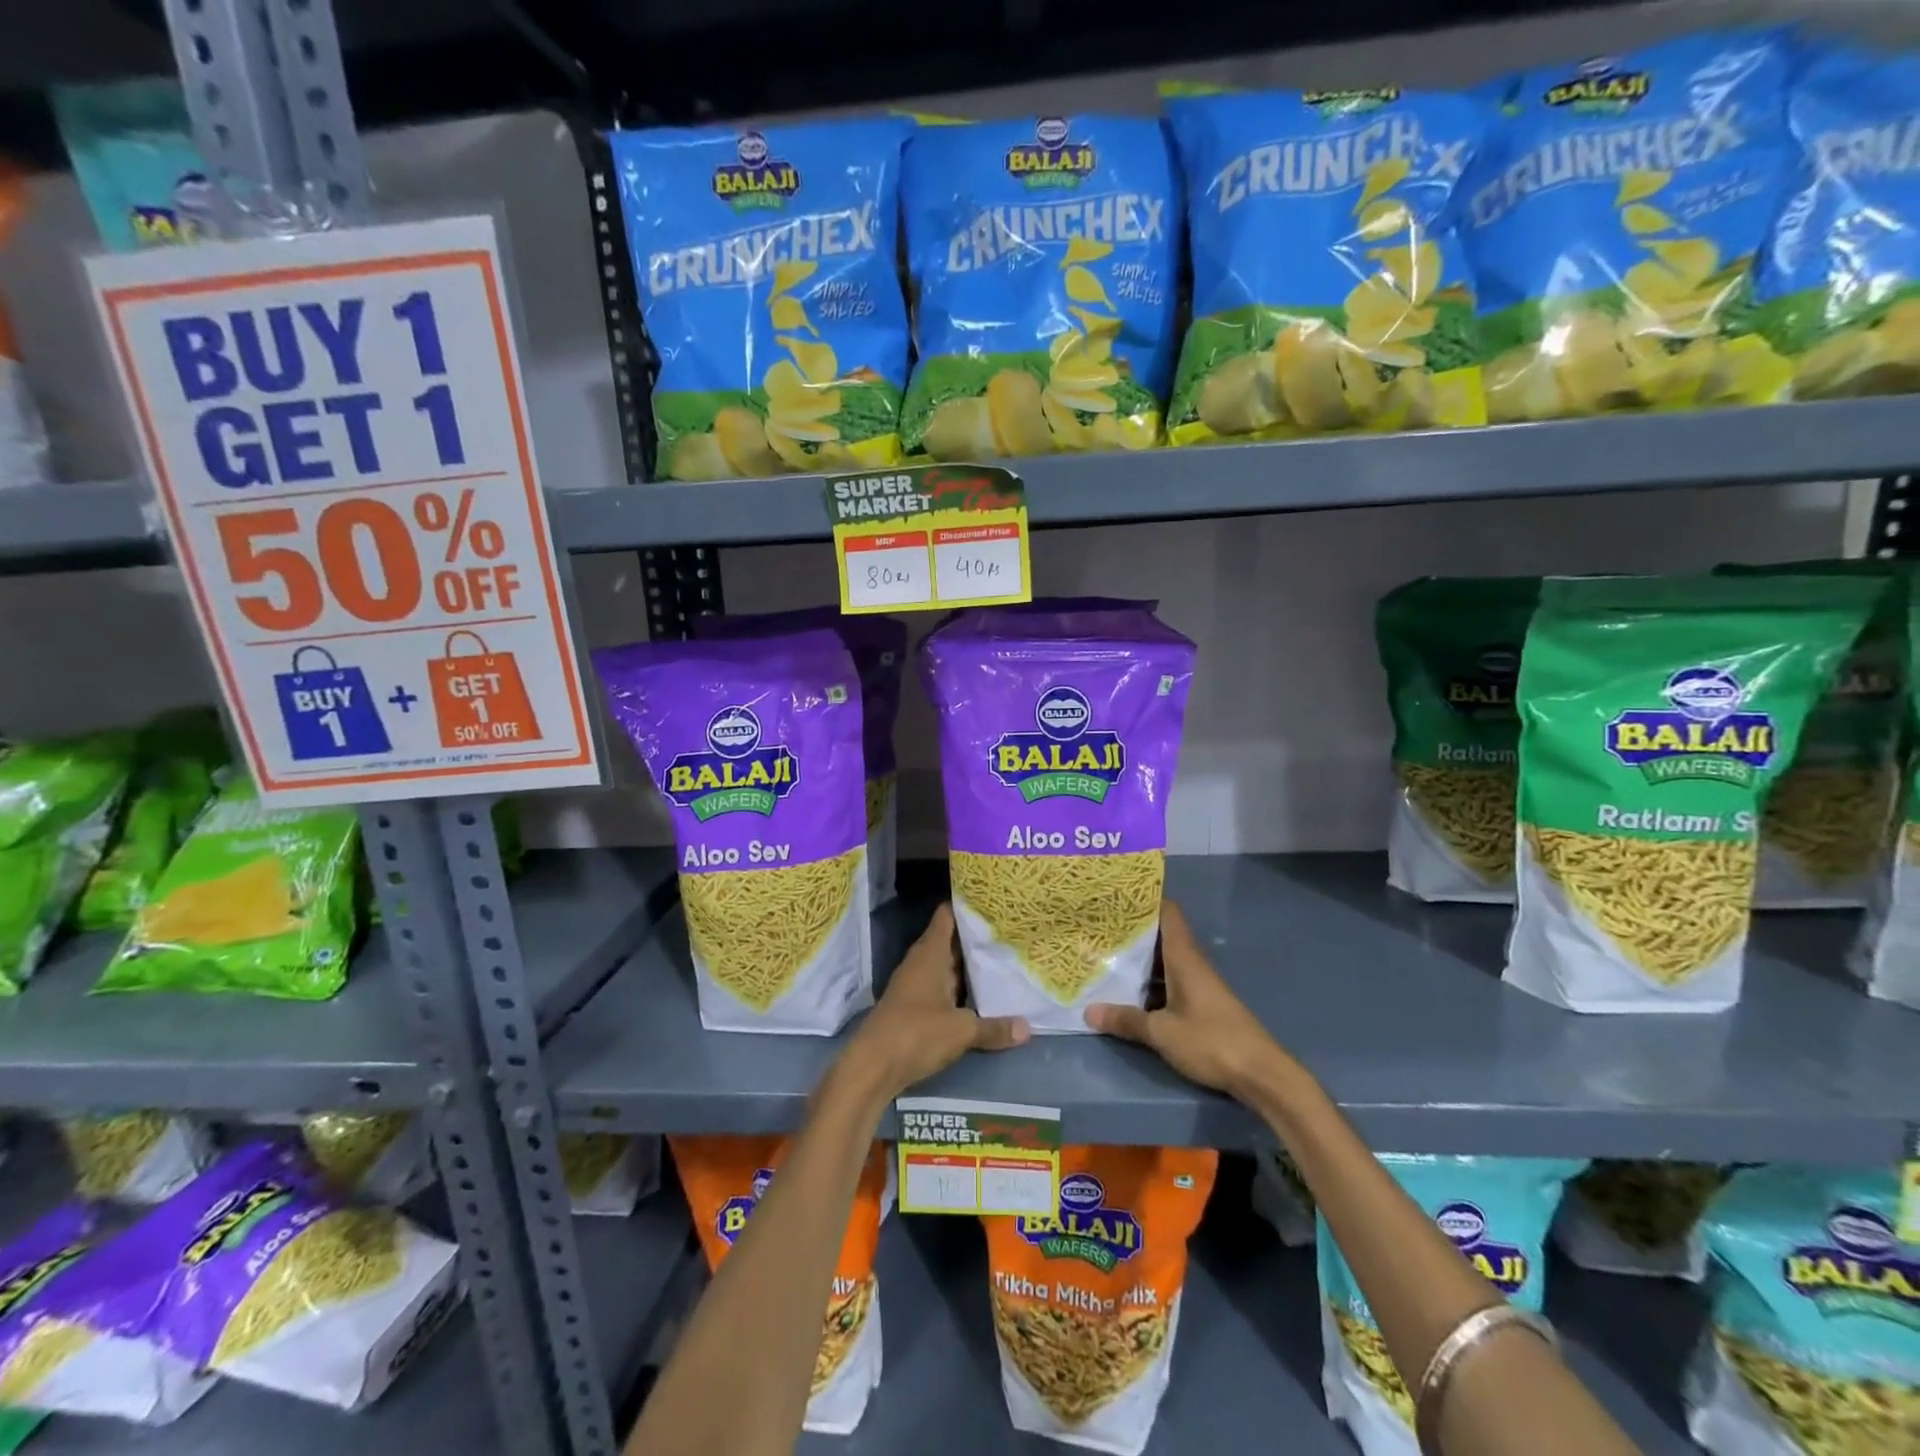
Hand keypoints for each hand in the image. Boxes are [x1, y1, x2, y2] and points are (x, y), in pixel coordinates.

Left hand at [843, 903, 1028, 1098]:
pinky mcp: (912, 1008)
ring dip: (969, 968)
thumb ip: (994, 1027)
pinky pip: (941, 990)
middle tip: (1010, 934)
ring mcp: (914, 985)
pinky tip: (981, 998)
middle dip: (976, 940)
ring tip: (1003, 961)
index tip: (993, 902)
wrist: (872, 1067)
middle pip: (950, 942)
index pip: (947, 916)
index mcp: (930, 953)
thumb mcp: (961, 1030)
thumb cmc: (916, 1033)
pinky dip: (959, 991)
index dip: (967, 906)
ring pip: (946, 968)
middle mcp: (920, 963)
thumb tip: (1027, 1028)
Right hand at [1085, 900, 1289, 1097]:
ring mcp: (1199, 984)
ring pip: (1164, 961)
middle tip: (1098, 927)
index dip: (1145, 900)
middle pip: (1162, 935)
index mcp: (1184, 957)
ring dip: (1139, 959)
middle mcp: (1192, 963)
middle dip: (1133, 931)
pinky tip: (1129, 992)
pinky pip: (1170, 982)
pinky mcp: (1203, 1005)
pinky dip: (1150, 982)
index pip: (1168, 912)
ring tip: (1104, 955)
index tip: (1116, 896)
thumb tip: (1089, 1011)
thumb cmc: (1211, 1041)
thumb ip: (1127, 1020)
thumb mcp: (1162, 1032)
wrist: (1261, 1074)